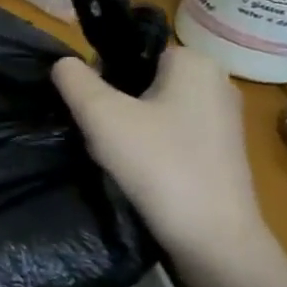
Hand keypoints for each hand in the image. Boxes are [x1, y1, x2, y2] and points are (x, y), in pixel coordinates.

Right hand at [52, 45, 265, 261]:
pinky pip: (170, 132)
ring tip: (118, 156)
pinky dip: (149, 146)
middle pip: (140, 79)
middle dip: (113, 103)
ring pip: (152, 107)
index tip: (90, 109)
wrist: (212, 236)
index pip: (128, 50)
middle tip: (102, 135)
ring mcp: (222, 118)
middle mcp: (215, 81)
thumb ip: (74, 80)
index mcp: (194, 62)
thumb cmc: (157, 163)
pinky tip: (139, 170)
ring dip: (127, 127)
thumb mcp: (101, 115)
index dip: (100, 76)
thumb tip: (64, 63)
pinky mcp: (221, 149)